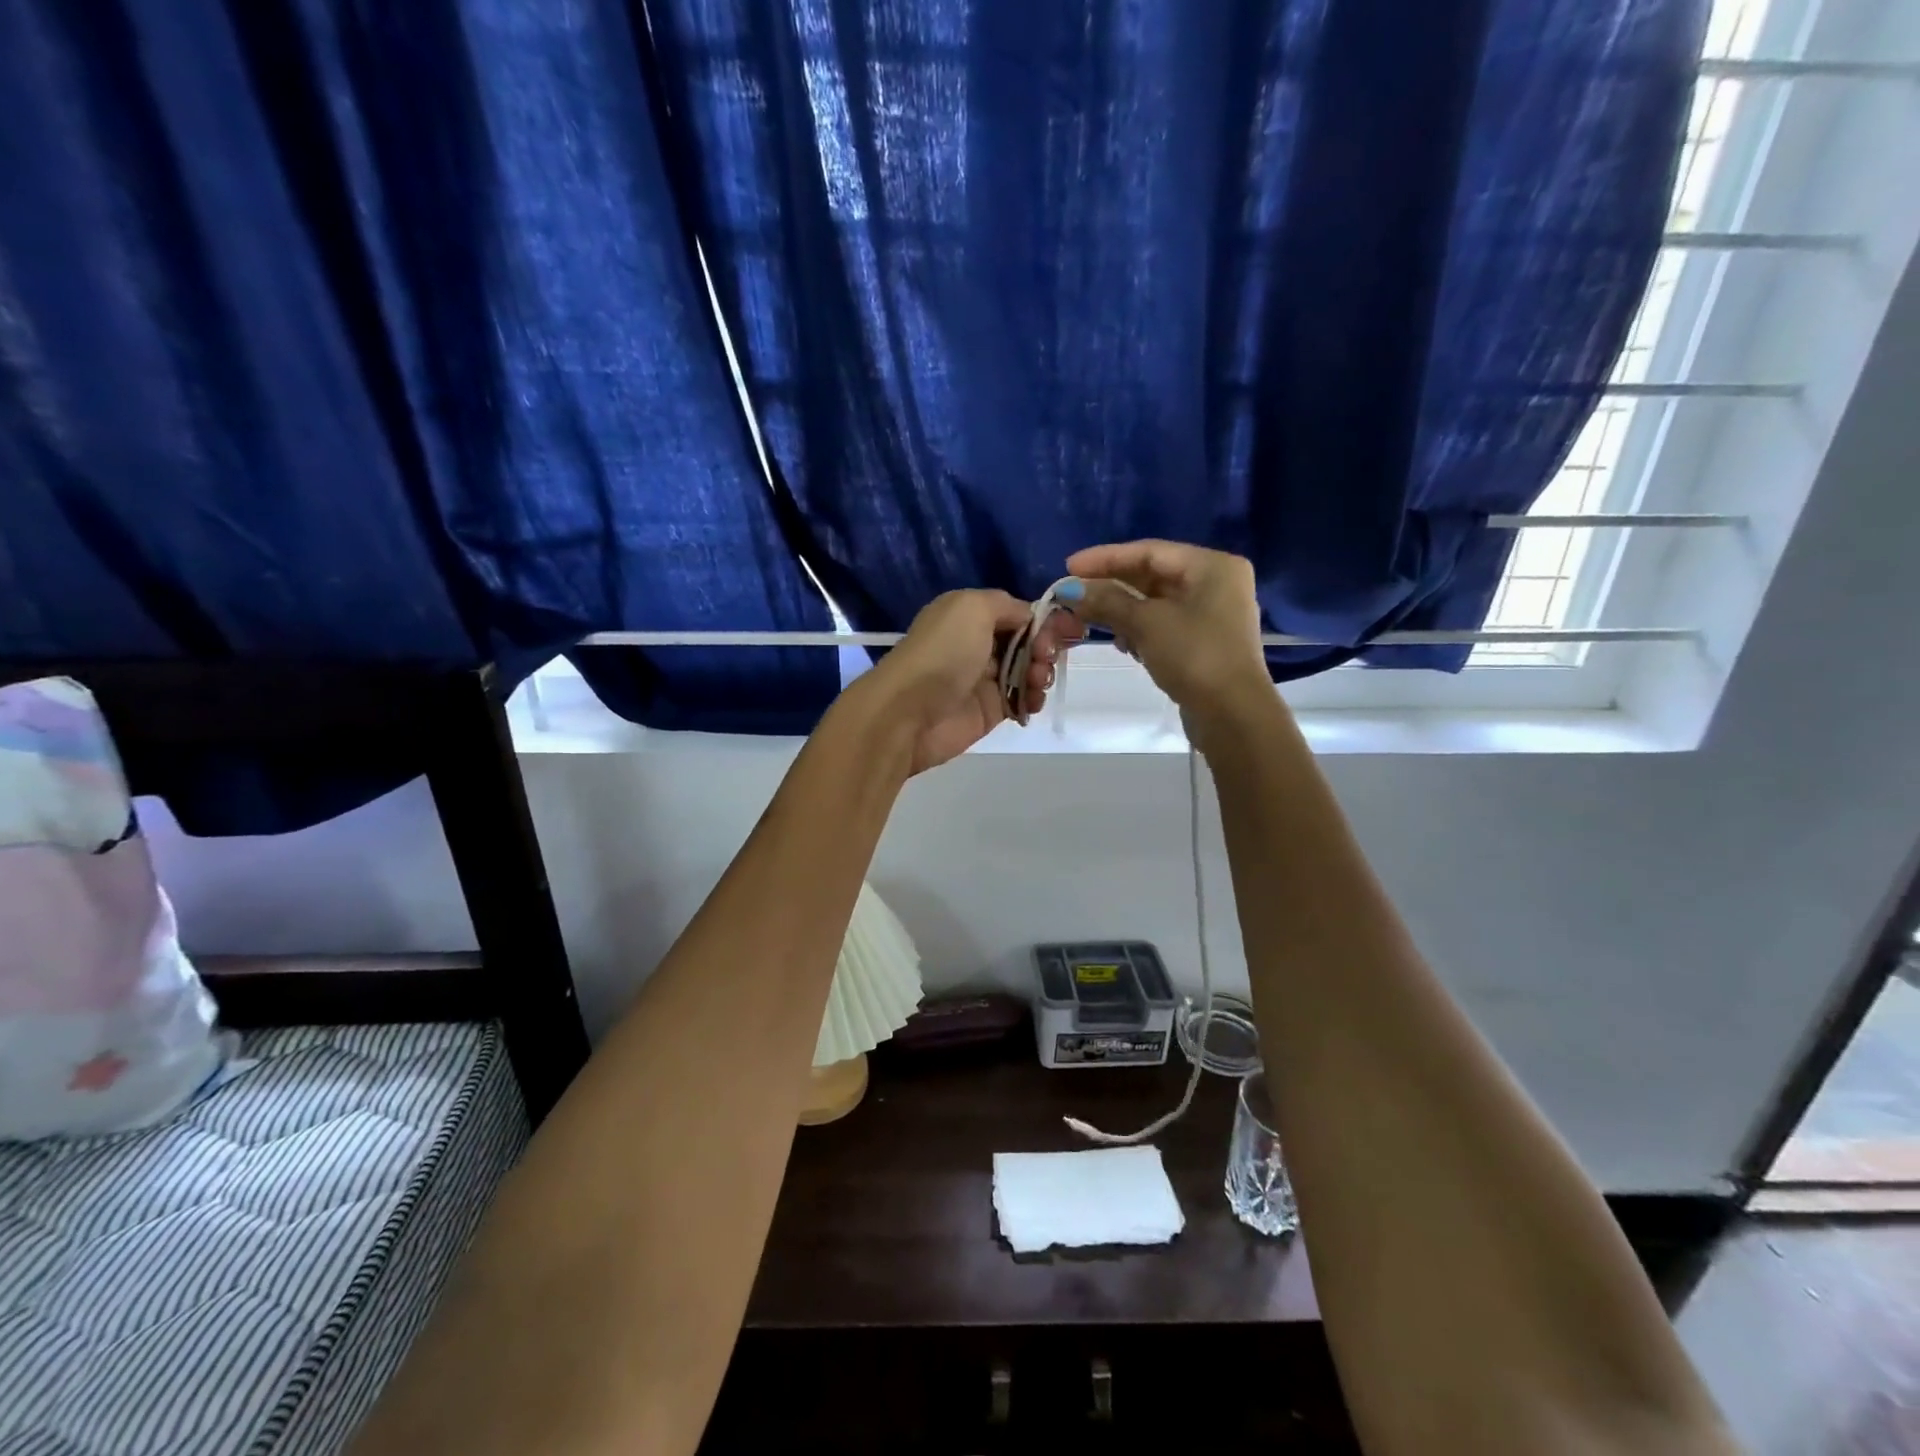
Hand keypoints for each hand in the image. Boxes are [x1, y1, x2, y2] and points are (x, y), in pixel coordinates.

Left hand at [861, 589, 1081, 774]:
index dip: (1044, 619)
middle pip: (1027, 640)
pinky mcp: (990, 710)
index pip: (1017, 612)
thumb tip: (1029, 616)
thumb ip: (1007, 605)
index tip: (1068, 629)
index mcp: (969, 614)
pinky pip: (1022, 699)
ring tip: (1035, 681)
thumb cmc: (943, 652)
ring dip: (1041, 672)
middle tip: (1044, 657)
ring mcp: (984, 678)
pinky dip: (1033, 699)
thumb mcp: (973, 607)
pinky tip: (1031, 701)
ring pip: (1028, 670)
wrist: (909, 713)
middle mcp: (977, 643)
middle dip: (1046, 646)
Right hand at [1062, 540, 1269, 715]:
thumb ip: (1107, 601)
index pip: (1149, 551)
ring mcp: (1213, 614)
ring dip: (1122, 609)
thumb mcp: (1146, 623)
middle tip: (1074, 595)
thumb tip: (1070, 590)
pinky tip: (1121, 642)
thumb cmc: (1193, 656)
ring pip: (1156, 601)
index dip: (1105, 558)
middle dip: (1112, 586)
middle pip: (1153, 575)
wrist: (1231, 714)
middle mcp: (1216, 582)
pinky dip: (1140, 628)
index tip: (1069, 567)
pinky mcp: (1205, 641)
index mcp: (1211, 566)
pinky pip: (1164, 623)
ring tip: (1090, 619)